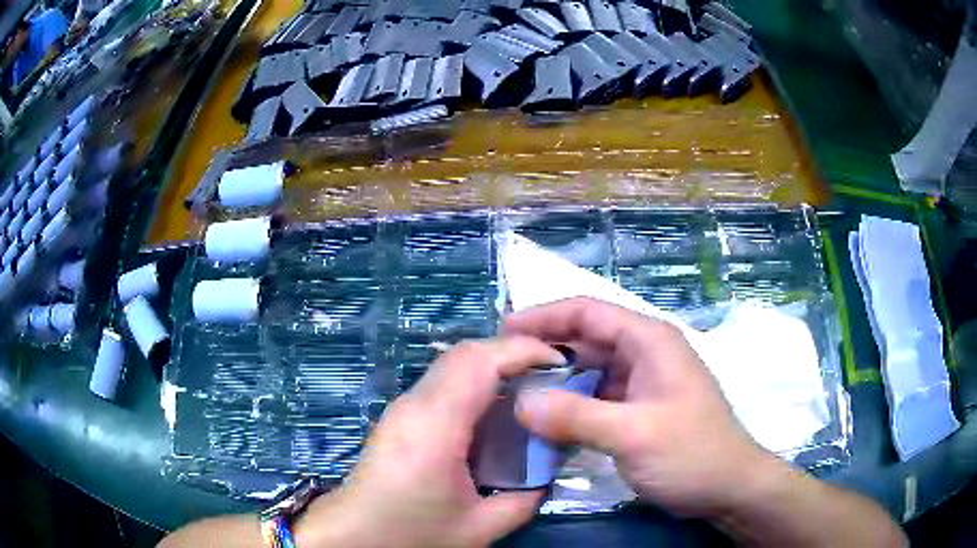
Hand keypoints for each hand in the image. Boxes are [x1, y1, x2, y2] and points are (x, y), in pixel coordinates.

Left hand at [296, 337, 565, 547]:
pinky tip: (498, 413)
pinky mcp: (401, 417)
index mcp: (434, 426)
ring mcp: (403, 408)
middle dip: (515, 354)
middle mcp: (415, 404)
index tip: (563, 362)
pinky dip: (479, 385)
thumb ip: (525, 500)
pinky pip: (445, 384)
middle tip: (555, 376)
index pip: (480, 362)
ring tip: (534, 390)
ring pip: (455, 365)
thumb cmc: (410, 534)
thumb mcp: (478, 528)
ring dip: (497, 368)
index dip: (524, 350)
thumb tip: (549, 474)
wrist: (351, 536)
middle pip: (467, 353)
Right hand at [506, 297, 776, 519]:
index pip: (588, 312)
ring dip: (555, 381)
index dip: (544, 316)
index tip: (504, 331)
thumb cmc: (691, 453)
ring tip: (514, 394)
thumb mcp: (634, 435)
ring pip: (589, 371)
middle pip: (586, 339)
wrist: (727, 488)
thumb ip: (577, 417)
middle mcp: (644, 354)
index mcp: (649, 341)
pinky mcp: (637, 410)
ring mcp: (641, 383)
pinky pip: (595, 398)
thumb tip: (520, 403)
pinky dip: (570, 405)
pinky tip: (545, 421)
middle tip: (502, 369)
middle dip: (545, 350)